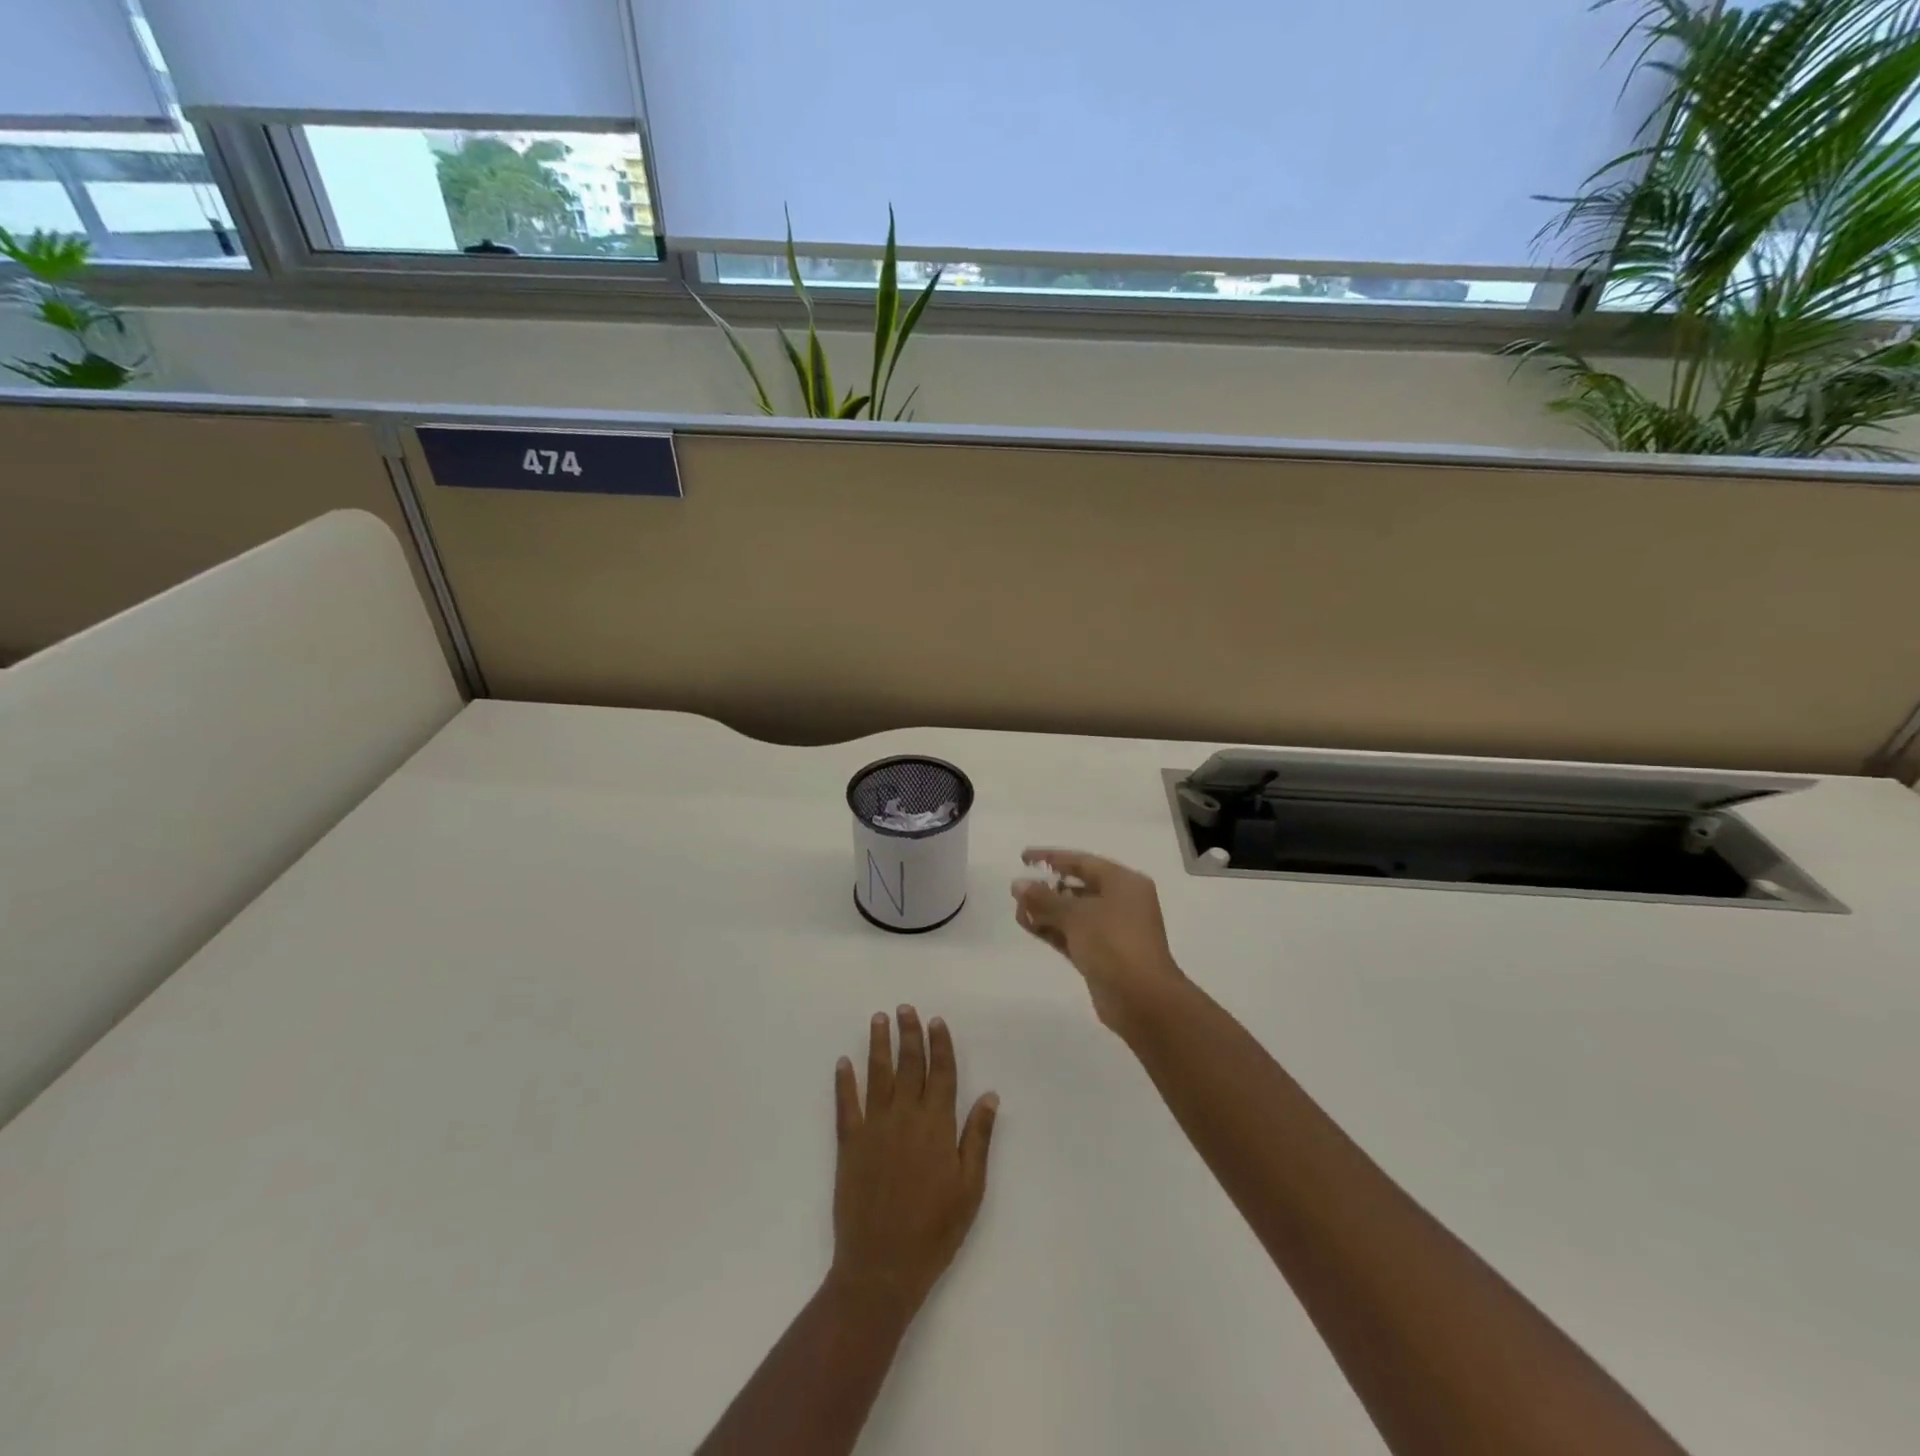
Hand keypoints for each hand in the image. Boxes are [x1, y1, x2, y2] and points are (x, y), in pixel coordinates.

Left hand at [830, 1007, 997, 1323]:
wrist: (882, 1266)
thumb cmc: (935, 1231)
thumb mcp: (970, 1189)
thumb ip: (978, 1138)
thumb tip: (990, 1096)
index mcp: (937, 1125)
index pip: (941, 1073)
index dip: (940, 1045)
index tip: (936, 1021)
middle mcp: (905, 1117)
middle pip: (909, 1065)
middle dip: (909, 1034)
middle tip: (905, 1008)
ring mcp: (874, 1128)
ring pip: (877, 1075)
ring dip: (878, 1045)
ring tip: (878, 1019)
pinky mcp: (849, 1144)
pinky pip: (846, 1105)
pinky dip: (844, 1082)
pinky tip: (843, 1062)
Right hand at [1011, 849, 1187, 1036]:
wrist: (1142, 999)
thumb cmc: (1113, 943)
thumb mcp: (1076, 915)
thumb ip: (1044, 898)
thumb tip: (1018, 884)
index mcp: (1124, 883)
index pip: (1082, 862)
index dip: (1051, 857)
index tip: (1023, 858)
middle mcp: (1120, 902)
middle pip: (1077, 887)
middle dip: (1047, 887)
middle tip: (1017, 889)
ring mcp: (1111, 930)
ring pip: (1073, 913)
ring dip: (1046, 910)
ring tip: (1017, 910)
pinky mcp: (1102, 955)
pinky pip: (1072, 934)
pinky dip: (1052, 929)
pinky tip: (1027, 925)